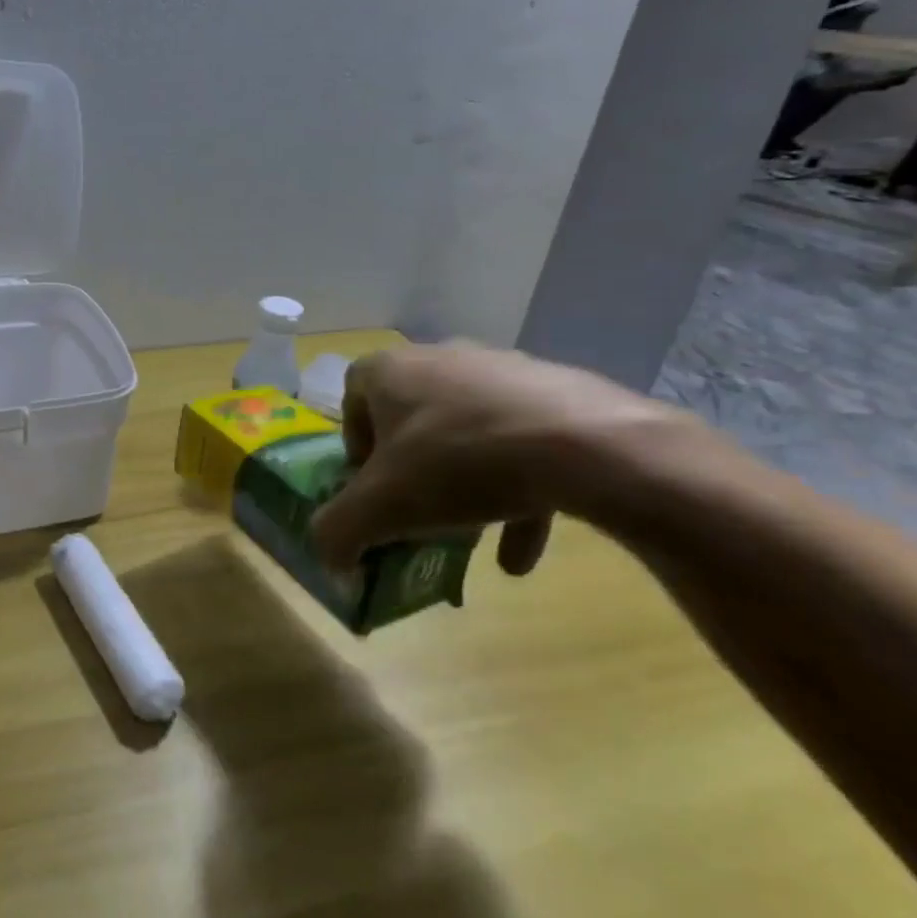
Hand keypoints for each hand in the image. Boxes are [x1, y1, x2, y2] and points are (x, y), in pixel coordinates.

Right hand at [310, 340, 683, 575]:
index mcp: (389, 370)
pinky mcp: (558, 392)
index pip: (353, 398)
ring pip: (468, 432)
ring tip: (473, 536)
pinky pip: (521, 442)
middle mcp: (440, 358)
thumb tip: (329, 559)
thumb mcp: (382, 507)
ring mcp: (503, 371)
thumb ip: (339, 531)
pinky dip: (516, 492)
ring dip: (464, 485)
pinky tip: (521, 551)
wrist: (588, 446)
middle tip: (419, 508)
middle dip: (411, 467)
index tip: (371, 486)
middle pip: (412, 417)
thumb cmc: (459, 462)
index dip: (355, 446)